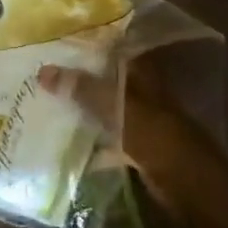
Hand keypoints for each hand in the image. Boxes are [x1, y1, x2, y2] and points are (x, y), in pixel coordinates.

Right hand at [38, 57, 208, 192]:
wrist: (189, 184)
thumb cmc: (158, 136)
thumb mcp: (118, 107)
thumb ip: (83, 88)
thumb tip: (44, 70)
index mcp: (141, 74)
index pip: (110, 50)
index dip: (84, 45)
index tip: (52, 42)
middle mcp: (139, 92)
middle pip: (103, 78)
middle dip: (75, 77)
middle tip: (38, 71)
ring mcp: (137, 119)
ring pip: (102, 107)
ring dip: (79, 106)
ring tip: (42, 99)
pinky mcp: (133, 146)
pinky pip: (104, 135)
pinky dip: (86, 137)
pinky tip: (61, 137)